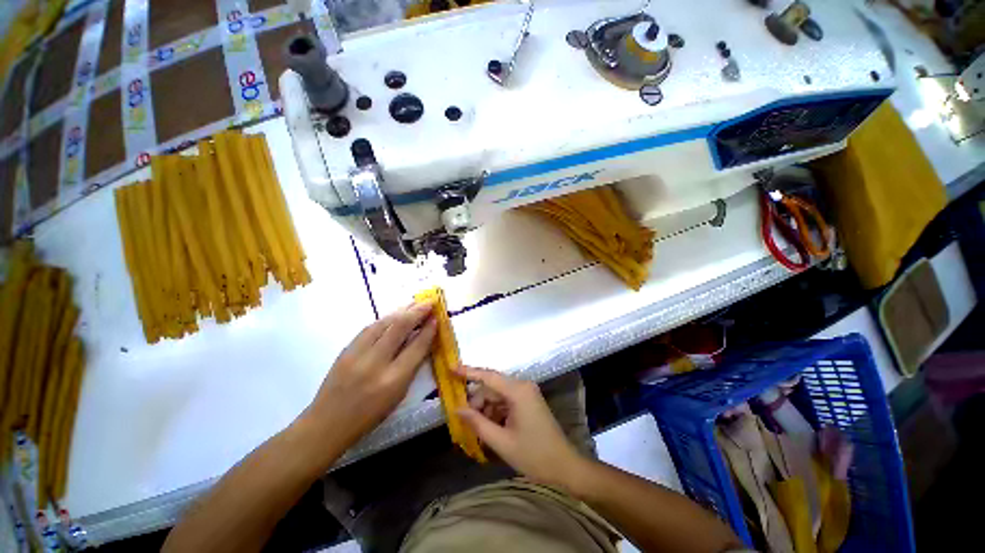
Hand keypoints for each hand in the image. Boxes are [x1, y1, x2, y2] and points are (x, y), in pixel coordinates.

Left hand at [303, 303, 436, 447]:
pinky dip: (385, 319)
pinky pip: (369, 328)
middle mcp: (376, 363)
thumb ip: (412, 366)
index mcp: (394, 380)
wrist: (327, 423)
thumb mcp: (398, 395)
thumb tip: (423, 340)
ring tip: (415, 303)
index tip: (437, 318)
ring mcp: (358, 354)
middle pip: (400, 328)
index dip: (429, 330)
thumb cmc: (369, 415)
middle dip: (417, 312)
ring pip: (383, 323)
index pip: (417, 347)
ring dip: (402, 310)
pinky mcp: (345, 350)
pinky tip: (393, 314)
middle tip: (429, 302)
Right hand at [456, 366, 586, 490]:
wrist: (564, 467)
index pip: (488, 376)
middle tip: (464, 420)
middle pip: (492, 388)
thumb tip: (457, 409)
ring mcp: (526, 393)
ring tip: (478, 429)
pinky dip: (495, 412)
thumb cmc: (533, 455)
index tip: (451, 367)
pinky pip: (506, 401)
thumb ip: (477, 423)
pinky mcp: (528, 401)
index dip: (468, 372)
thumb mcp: (501, 441)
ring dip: (486, 409)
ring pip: (497, 395)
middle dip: (477, 402)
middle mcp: (522, 386)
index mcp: (518, 391)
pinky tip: (490, 427)